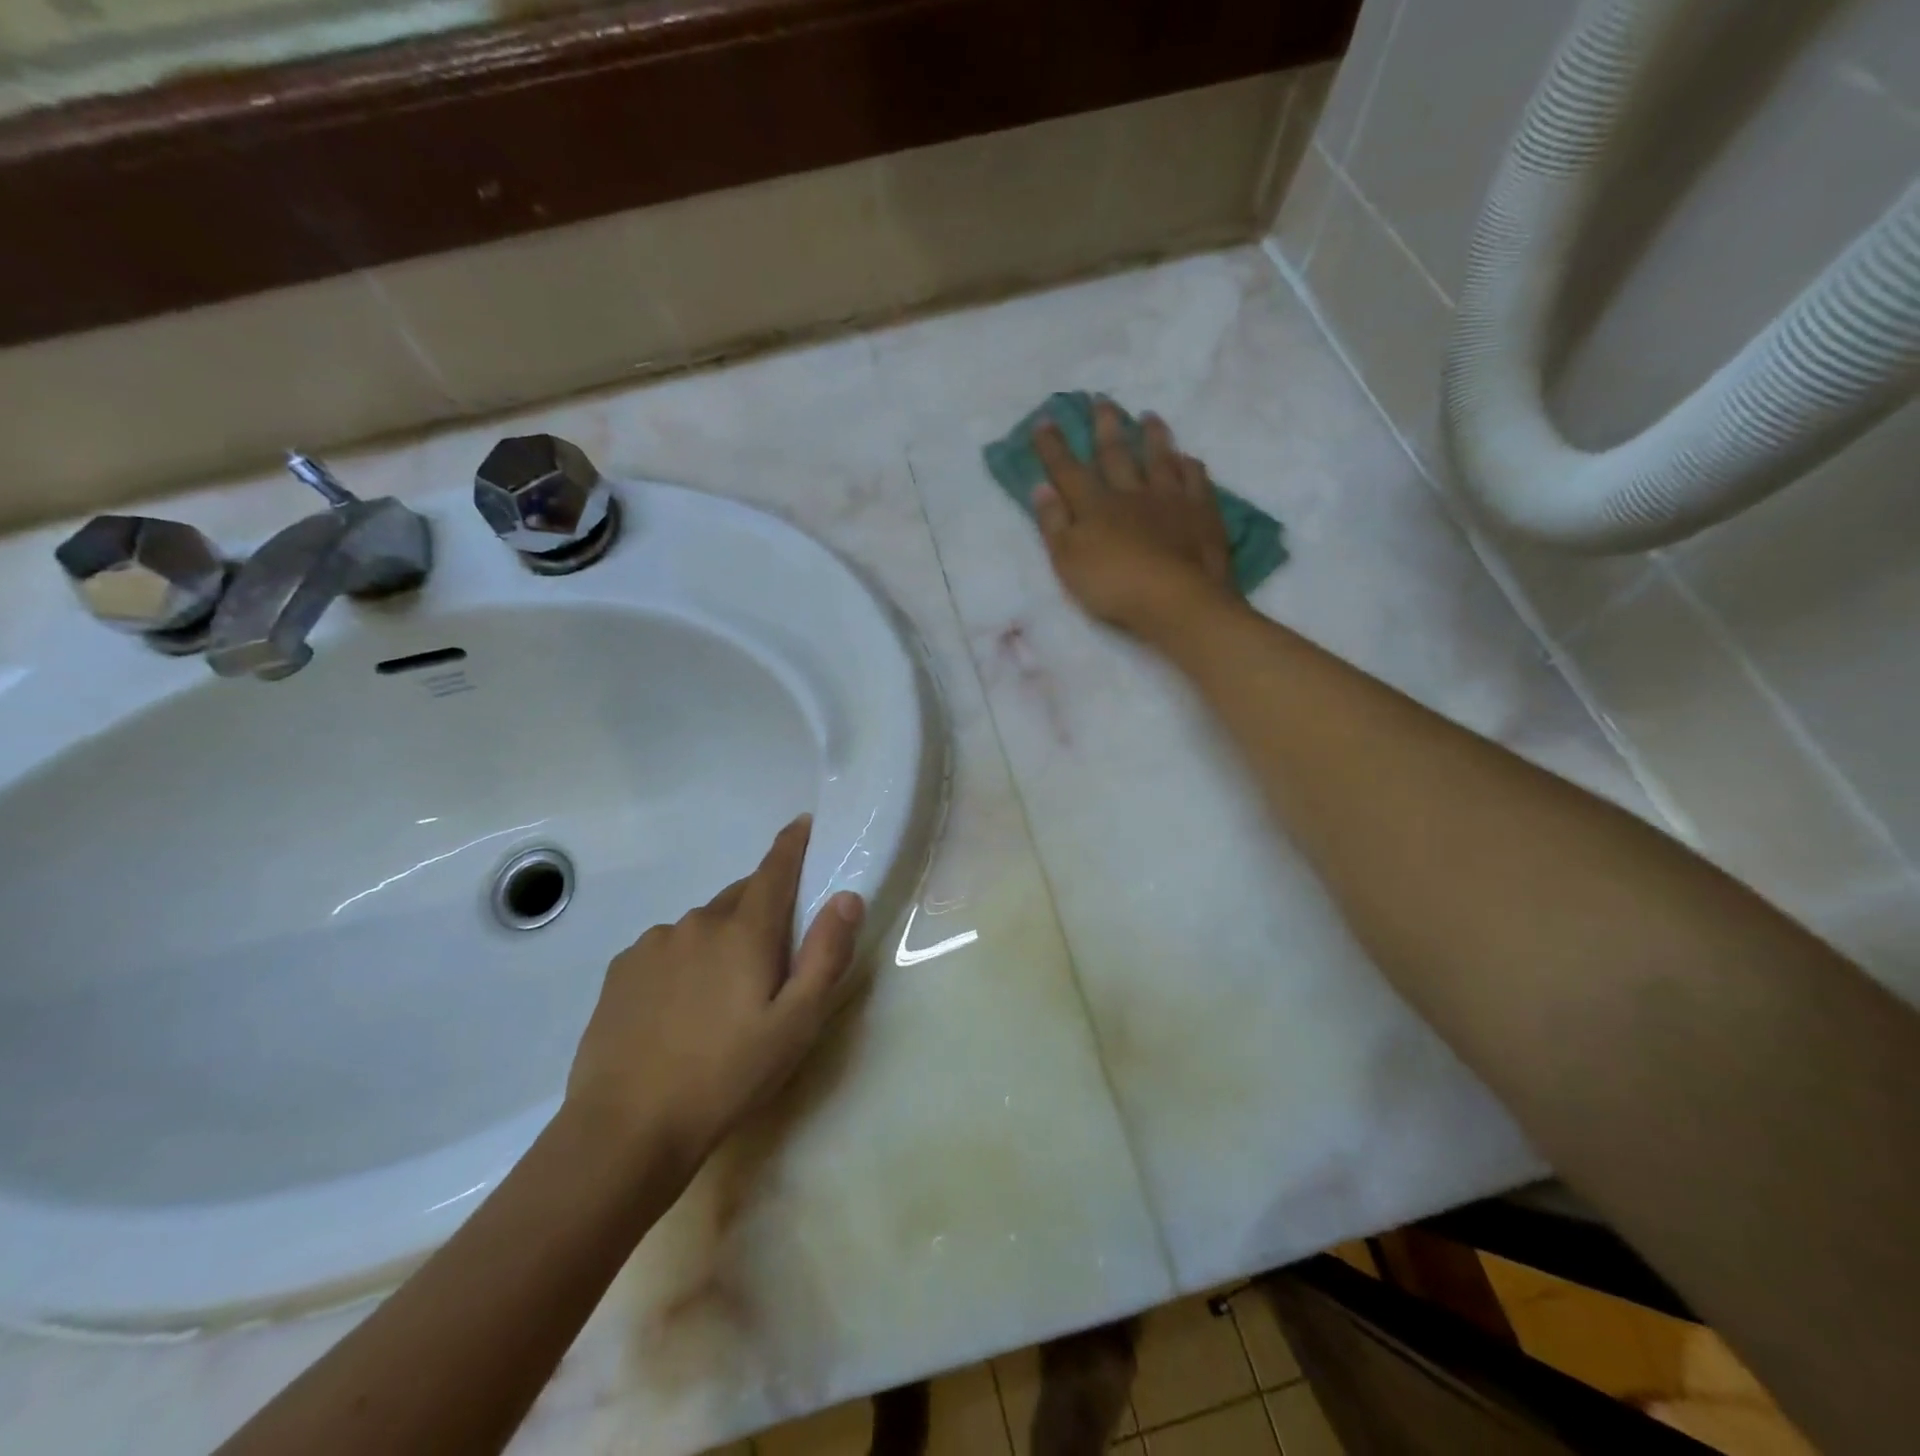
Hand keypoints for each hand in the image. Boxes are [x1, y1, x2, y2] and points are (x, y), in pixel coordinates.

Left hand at [565, 815, 863, 1170]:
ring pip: (703, 926)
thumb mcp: (796, 1025)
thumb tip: (847, 896)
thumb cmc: (726, 1076)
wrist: (626, 1131)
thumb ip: (826, 955)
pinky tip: (680, 1010)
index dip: (793, 843)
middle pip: (741, 898)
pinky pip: (668, 949)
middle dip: (762, 911)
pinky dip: (685, 961)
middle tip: (772, 960)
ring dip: (722, 941)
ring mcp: (654, 944)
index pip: (775, 868)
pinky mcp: (622, 970)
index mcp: (744, 930)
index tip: (804, 823)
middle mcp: (698, 921)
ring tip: (722, 998)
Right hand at [1032, 401, 1237, 641]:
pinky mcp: (1201, 512)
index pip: (1068, 470)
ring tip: (1149, 416)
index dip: (1054, 446)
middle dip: (1105, 427)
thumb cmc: (1114, 586)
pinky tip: (1189, 458)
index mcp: (1095, 506)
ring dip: (1153, 436)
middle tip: (1101, 400)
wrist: (1177, 600)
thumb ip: (1053, 523)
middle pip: (1116, 454)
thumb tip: (1041, 487)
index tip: (1045, 420)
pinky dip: (1190, 465)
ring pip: (1159, 458)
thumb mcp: (1068, 561)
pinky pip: (1195, 479)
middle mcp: (1131, 493)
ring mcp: (1170, 499)